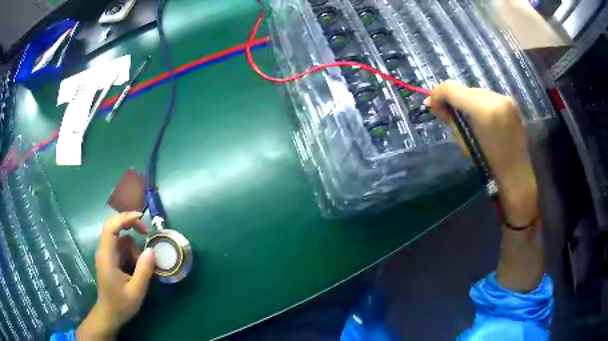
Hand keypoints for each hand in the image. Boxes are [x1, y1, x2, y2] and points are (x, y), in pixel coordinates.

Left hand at [77, 212, 155, 339]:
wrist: (109, 314)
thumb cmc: (121, 305)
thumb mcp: (136, 291)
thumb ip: (144, 271)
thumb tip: (151, 250)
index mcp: (107, 257)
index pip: (111, 228)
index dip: (124, 218)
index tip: (141, 217)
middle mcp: (104, 251)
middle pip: (115, 228)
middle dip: (131, 226)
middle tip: (147, 233)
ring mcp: (106, 255)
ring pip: (121, 240)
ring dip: (134, 248)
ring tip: (142, 267)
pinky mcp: (110, 260)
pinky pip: (121, 249)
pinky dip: (131, 254)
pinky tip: (137, 269)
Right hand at [425, 81, 537, 225]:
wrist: (516, 173)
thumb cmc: (488, 164)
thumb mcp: (464, 142)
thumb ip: (450, 119)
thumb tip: (433, 104)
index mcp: (484, 111)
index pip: (452, 89)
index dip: (438, 94)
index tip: (431, 104)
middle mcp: (496, 98)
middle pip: (464, 89)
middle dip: (453, 97)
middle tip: (445, 111)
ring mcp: (505, 98)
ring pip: (476, 91)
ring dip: (466, 100)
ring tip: (465, 115)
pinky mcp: (510, 101)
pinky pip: (487, 96)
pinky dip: (479, 103)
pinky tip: (479, 116)